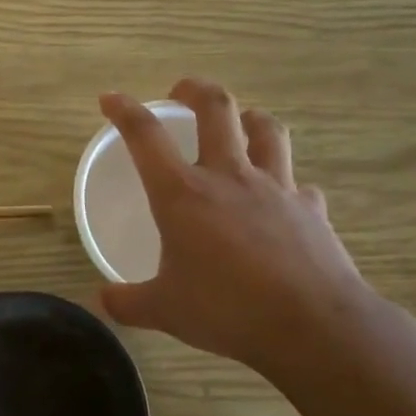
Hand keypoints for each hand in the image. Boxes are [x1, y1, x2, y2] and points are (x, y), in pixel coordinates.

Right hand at [98, 79, 379, 376]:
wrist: (312, 326)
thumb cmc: (227, 309)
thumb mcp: (164, 311)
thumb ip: (127, 302)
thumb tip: (103, 299)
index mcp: (183, 194)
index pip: (145, 136)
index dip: (124, 110)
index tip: (110, 99)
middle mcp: (229, 177)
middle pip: (216, 109)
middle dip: (195, 89)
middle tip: (181, 91)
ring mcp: (276, 188)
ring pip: (266, 131)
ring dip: (249, 118)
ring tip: (239, 123)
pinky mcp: (311, 209)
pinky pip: (299, 184)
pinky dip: (287, 184)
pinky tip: (282, 199)